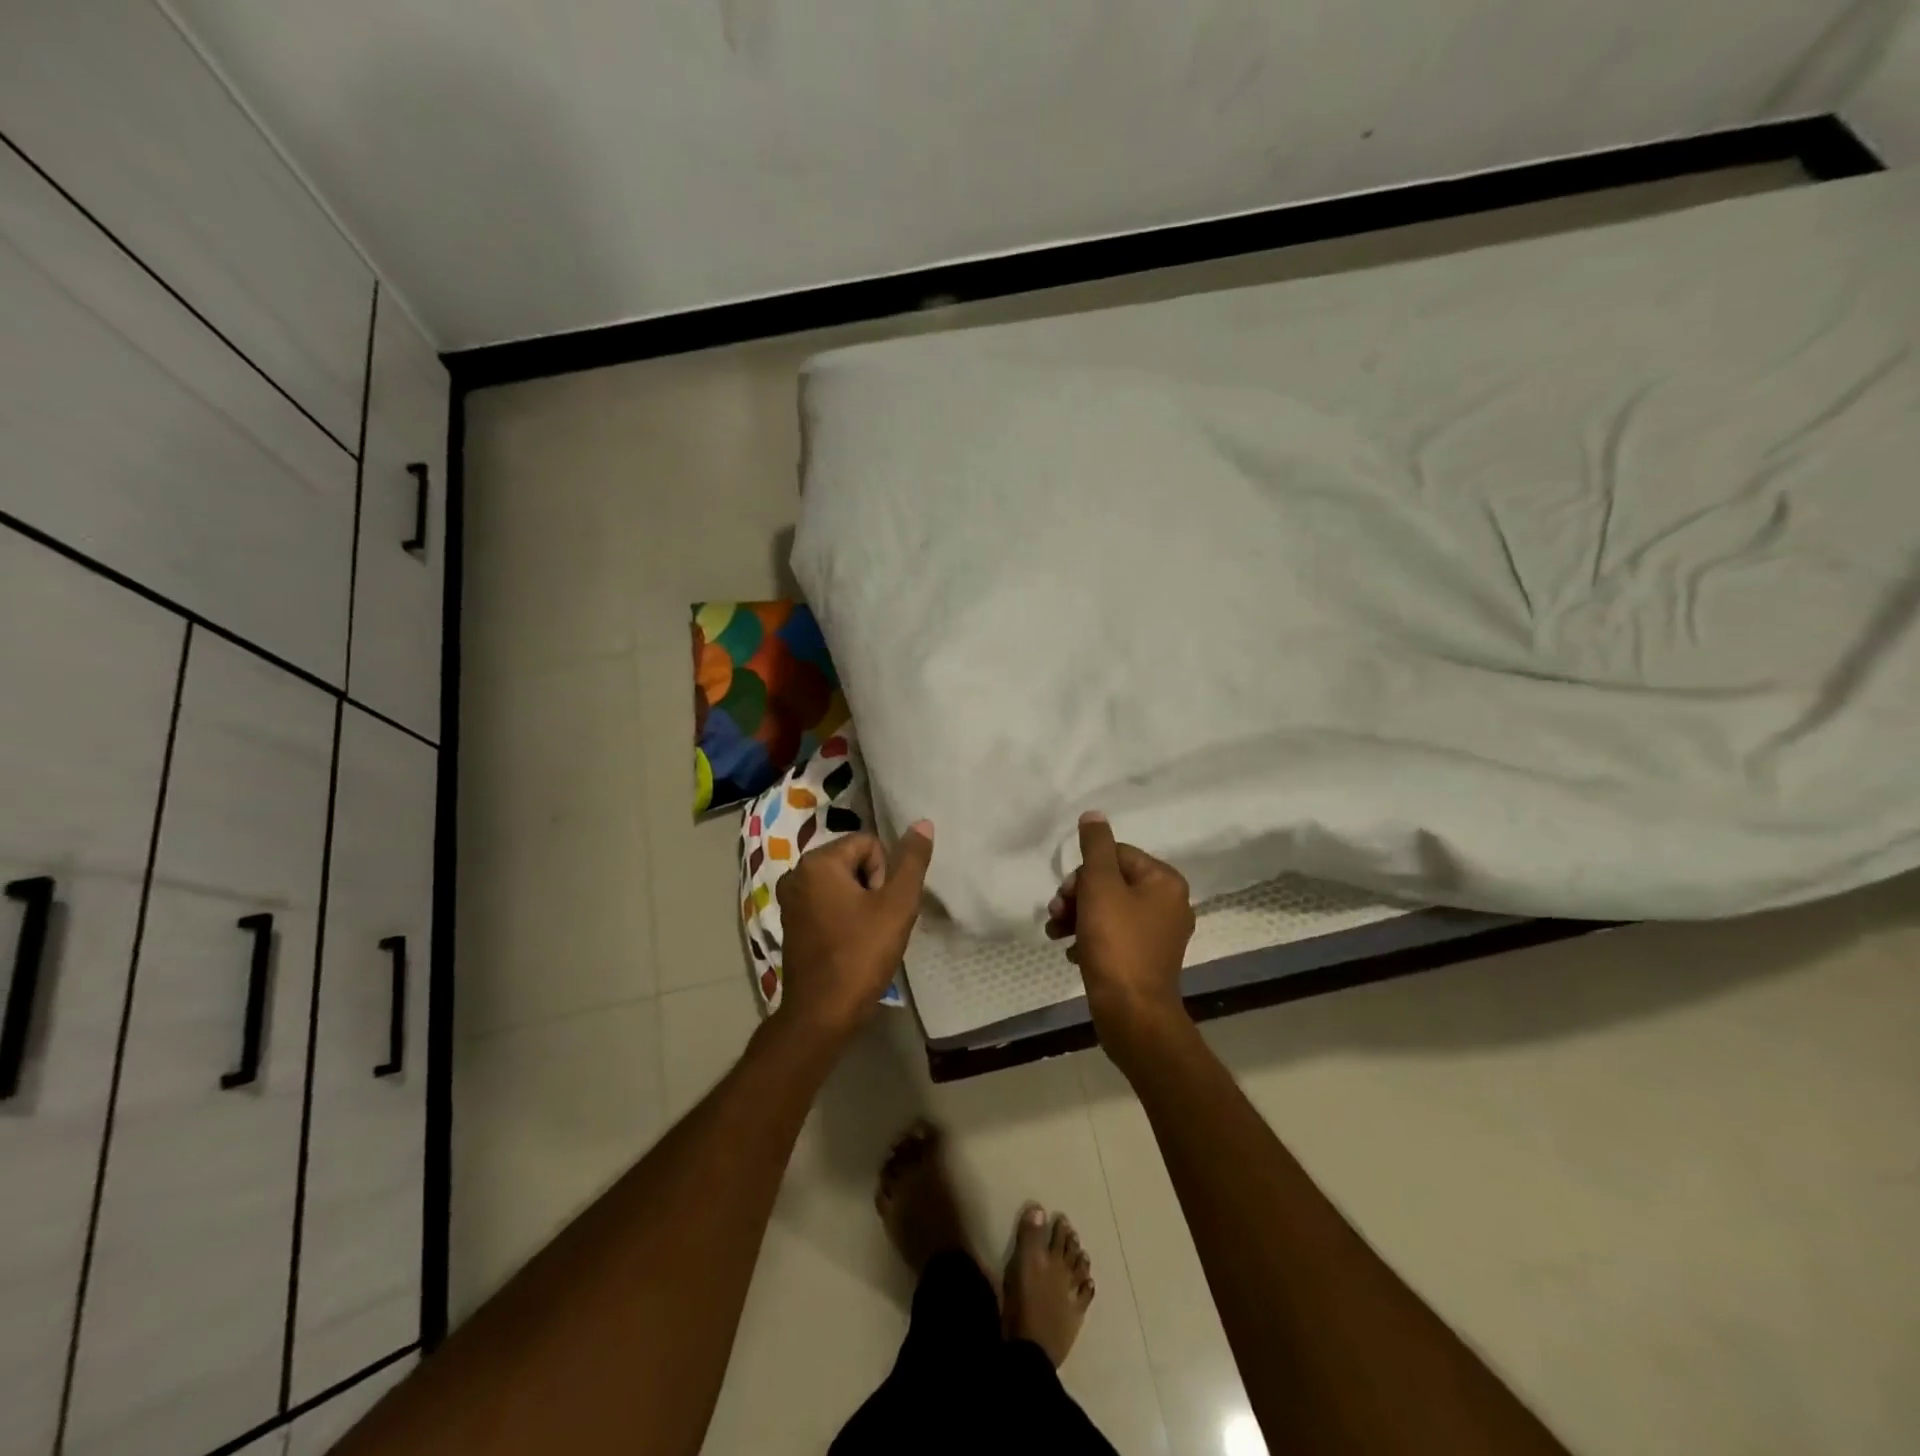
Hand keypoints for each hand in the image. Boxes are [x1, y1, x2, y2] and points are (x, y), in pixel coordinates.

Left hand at [776, 822, 933, 1040]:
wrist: (821, 1014)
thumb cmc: (860, 955)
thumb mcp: (897, 905)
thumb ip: (912, 861)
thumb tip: (922, 823)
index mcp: (818, 862)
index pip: (869, 844)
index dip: (885, 874)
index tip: (882, 908)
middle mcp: (797, 873)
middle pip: (855, 861)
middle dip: (873, 887)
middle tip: (878, 923)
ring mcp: (790, 900)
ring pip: (844, 884)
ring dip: (861, 904)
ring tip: (867, 936)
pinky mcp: (792, 923)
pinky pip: (828, 904)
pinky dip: (844, 917)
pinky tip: (851, 944)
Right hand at [1046, 812, 1195, 1050]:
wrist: (1131, 1013)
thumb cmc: (1116, 944)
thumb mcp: (1100, 887)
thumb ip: (1096, 847)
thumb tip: (1094, 815)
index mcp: (1164, 881)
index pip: (1116, 855)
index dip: (1085, 871)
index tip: (1065, 893)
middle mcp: (1169, 903)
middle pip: (1111, 881)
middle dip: (1078, 895)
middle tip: (1056, 912)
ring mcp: (1158, 934)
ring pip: (1108, 909)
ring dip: (1077, 916)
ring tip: (1053, 932)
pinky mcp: (1145, 959)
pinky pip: (1113, 935)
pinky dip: (1089, 938)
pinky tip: (1069, 951)